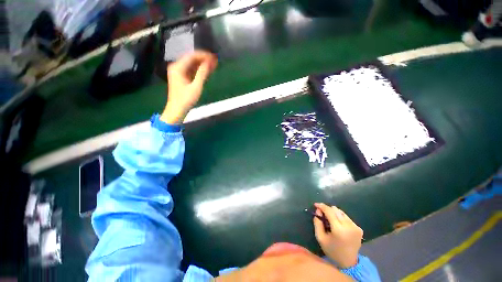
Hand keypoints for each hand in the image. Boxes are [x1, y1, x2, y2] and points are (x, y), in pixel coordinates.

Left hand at [160, 51, 217, 123]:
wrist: (177, 110)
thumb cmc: (186, 99)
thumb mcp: (196, 87)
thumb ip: (202, 74)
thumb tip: (209, 63)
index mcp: (178, 68)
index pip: (192, 56)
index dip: (203, 55)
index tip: (213, 57)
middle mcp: (177, 67)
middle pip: (192, 59)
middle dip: (204, 59)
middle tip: (215, 60)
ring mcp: (179, 72)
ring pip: (192, 65)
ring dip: (202, 64)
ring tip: (213, 64)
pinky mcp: (182, 78)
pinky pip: (192, 71)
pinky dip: (199, 70)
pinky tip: (207, 71)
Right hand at [313, 203, 362, 268]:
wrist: (349, 262)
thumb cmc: (332, 250)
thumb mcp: (320, 238)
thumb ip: (317, 223)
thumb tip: (318, 211)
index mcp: (339, 229)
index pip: (329, 211)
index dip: (322, 206)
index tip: (316, 204)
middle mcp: (349, 226)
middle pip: (336, 210)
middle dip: (327, 209)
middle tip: (322, 213)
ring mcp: (355, 227)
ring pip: (341, 212)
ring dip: (334, 213)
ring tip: (330, 219)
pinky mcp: (359, 228)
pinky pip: (346, 217)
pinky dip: (340, 217)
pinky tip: (337, 224)